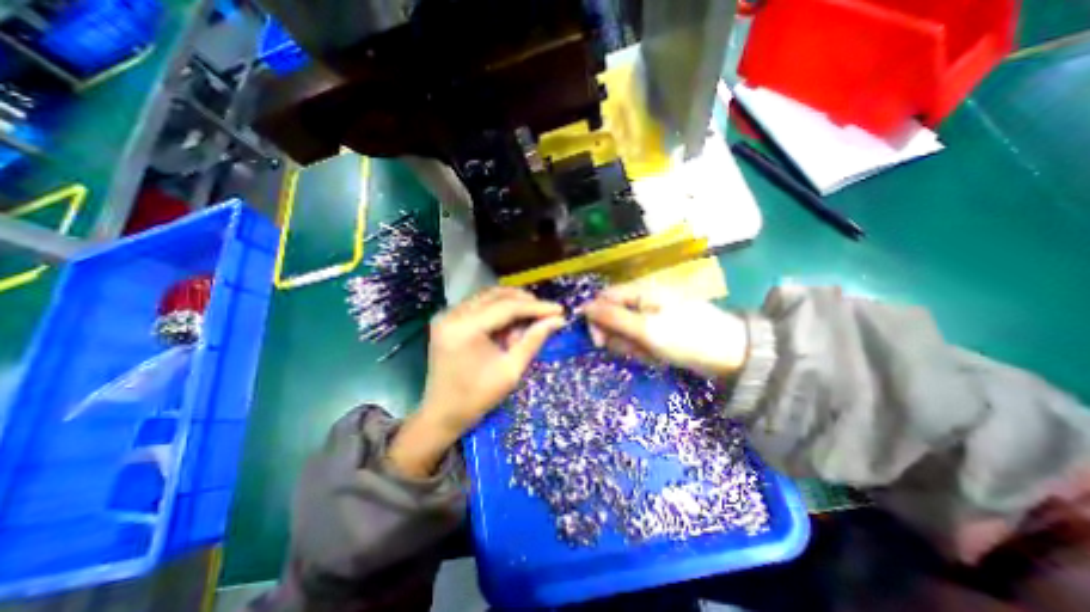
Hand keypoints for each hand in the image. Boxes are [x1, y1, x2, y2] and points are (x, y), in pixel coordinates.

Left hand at [389, 290, 561, 480]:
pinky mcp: (447, 319)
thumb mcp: (511, 370)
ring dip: (511, 305)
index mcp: (465, 328)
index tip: (559, 310)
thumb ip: (534, 340)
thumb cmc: (477, 398)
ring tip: (528, 322)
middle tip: (546, 314)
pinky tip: (509, 326)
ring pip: (488, 297)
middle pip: (496, 295)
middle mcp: (452, 314)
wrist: (441, 414)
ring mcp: (446, 314)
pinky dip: (497, 311)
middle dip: (524, 302)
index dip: (536, 307)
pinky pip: (478, 305)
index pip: (507, 307)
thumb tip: (558, 320)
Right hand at [588, 286, 749, 378]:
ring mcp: (650, 317)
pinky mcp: (658, 331)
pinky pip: (639, 342)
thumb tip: (583, 307)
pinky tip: (660, 357)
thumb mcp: (645, 329)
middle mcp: (641, 302)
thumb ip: (612, 318)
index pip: (603, 300)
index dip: (596, 320)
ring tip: (654, 354)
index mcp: (638, 292)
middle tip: (637, 350)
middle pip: (612, 318)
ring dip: (633, 347)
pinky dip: (645, 352)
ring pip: (624, 333)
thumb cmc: (685, 337)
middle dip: (620, 338)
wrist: (730, 354)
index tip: (599, 342)